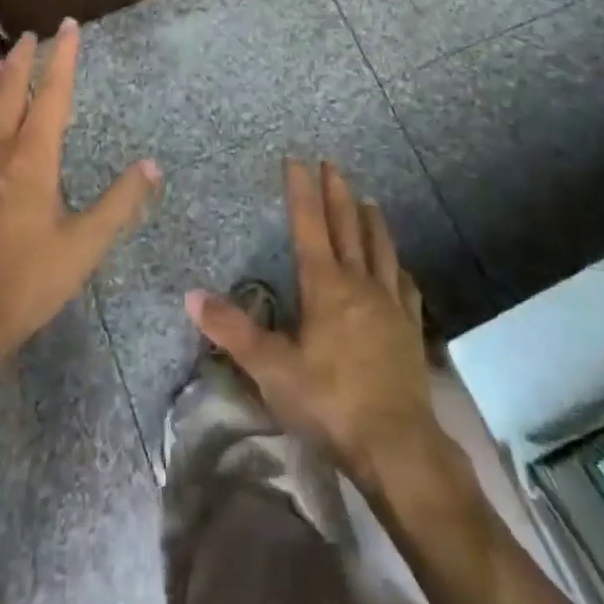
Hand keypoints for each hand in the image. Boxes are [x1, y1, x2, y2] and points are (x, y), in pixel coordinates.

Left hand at [0, 20, 160, 378]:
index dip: (61, 58)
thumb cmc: (28, 280)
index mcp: (33, 159)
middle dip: (20, 62)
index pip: (52, 95)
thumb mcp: (85, 244)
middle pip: (8, 94)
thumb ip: (120, 203)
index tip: (67, 26)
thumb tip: (152, 165)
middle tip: (27, 36)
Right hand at [187, 159, 442, 491]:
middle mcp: (359, 283)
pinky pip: (404, 284)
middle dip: (337, 192)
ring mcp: (389, 303)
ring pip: (380, 248)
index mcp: (325, 286)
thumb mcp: (272, 369)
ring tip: (368, 199)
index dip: (302, 191)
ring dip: (371, 220)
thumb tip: (193, 295)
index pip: (309, 225)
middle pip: (348, 226)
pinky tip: (399, 267)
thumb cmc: (329, 402)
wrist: (397, 444)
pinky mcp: (410, 327)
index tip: (297, 159)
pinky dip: (397, 266)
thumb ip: (233, 331)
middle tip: (332, 163)